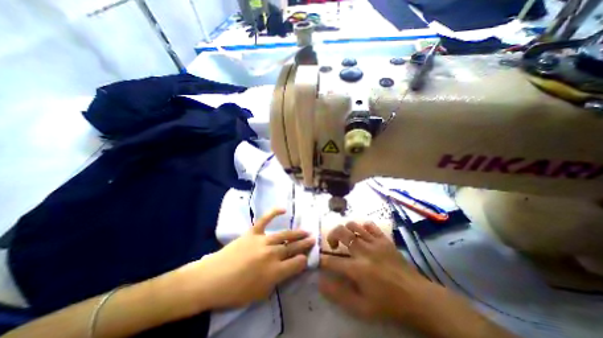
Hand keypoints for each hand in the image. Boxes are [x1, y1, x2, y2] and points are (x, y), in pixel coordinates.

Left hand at [181, 209, 315, 308]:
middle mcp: (272, 254)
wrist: (210, 279)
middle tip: (313, 239)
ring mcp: (262, 241)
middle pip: (293, 247)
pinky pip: (265, 220)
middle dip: (304, 244)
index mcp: (275, 271)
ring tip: (306, 231)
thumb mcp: (260, 294)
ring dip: (296, 233)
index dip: (304, 260)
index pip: (297, 263)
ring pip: (284, 235)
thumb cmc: (235, 292)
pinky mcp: (252, 232)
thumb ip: (277, 280)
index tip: (307, 257)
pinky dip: (274, 213)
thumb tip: (288, 269)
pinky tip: (283, 209)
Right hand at [320, 221, 427, 321]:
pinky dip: (362, 227)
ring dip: (345, 230)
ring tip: (347, 240)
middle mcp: (363, 251)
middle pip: (340, 232)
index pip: (331, 261)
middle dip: (331, 236)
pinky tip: (363, 236)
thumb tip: (320, 282)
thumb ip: (338, 294)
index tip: (319, 260)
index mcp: (357, 269)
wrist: (417, 297)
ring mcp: (375, 242)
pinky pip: (369, 225)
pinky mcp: (384, 239)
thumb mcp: (361, 308)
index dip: (322, 260)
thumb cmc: (388, 304)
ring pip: (353, 225)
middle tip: (333, 246)